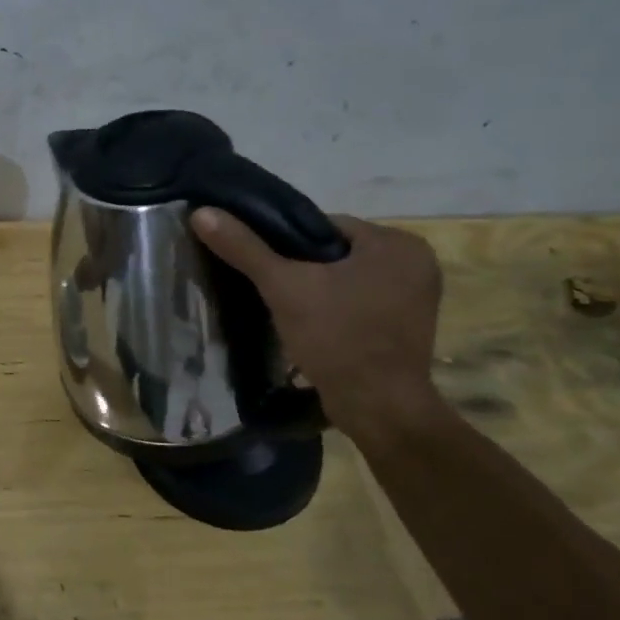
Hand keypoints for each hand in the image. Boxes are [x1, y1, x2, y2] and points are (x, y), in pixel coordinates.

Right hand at [192, 208, 444, 440]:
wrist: (377, 406)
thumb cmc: (336, 337)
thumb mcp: (284, 287)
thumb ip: (245, 248)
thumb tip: (202, 213)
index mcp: (397, 243)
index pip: (325, 226)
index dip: (286, 244)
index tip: (264, 267)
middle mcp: (417, 262)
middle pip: (337, 252)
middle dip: (304, 269)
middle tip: (272, 290)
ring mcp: (418, 296)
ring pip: (348, 278)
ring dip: (319, 290)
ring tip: (287, 309)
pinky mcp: (409, 325)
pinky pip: (361, 301)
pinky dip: (337, 309)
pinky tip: (313, 326)